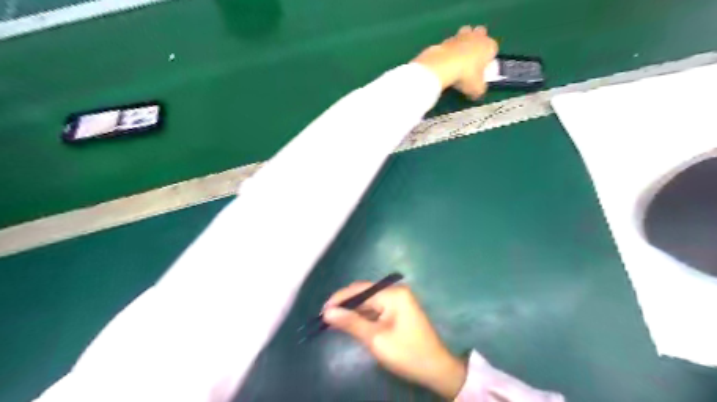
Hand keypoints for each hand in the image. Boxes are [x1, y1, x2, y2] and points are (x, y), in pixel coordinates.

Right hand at [323, 282, 467, 397]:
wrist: (436, 369)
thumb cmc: (406, 353)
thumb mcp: (376, 339)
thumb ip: (351, 322)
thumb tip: (328, 312)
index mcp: (393, 294)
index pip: (361, 290)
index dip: (340, 299)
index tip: (322, 311)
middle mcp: (396, 291)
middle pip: (365, 293)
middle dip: (346, 304)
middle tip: (326, 317)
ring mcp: (399, 300)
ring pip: (369, 300)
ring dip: (353, 310)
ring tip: (334, 320)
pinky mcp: (399, 309)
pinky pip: (377, 307)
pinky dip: (364, 315)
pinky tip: (352, 322)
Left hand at [416, 24, 500, 99]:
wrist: (443, 66)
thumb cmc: (466, 75)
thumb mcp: (477, 88)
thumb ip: (479, 90)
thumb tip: (476, 93)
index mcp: (489, 46)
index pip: (494, 47)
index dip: (489, 57)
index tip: (483, 67)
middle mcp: (477, 37)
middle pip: (481, 33)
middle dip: (478, 41)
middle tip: (472, 57)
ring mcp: (460, 36)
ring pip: (465, 32)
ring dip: (463, 41)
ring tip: (458, 57)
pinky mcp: (445, 39)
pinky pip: (450, 42)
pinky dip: (449, 49)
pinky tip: (445, 60)